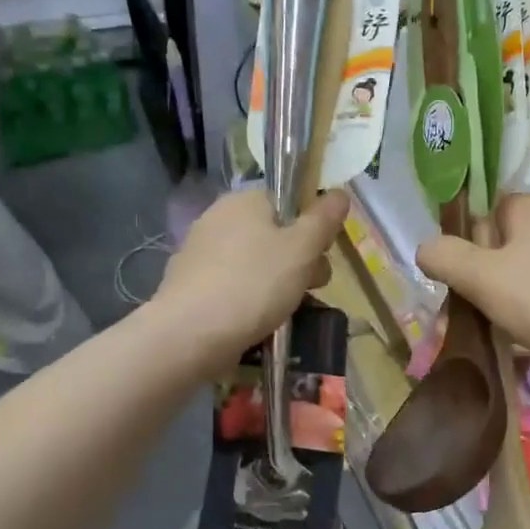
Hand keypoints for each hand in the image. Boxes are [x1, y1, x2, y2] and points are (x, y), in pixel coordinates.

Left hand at [154, 188, 347, 370]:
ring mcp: (200, 252)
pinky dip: (249, 300)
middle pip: (274, 234)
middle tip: (311, 288)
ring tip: (287, 312)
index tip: (322, 255)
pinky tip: (257, 322)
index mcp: (244, 200)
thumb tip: (339, 193)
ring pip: (255, 263)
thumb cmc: (254, 284)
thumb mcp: (302, 249)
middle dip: (299, 261)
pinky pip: (233, 285)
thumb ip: (323, 219)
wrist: (189, 335)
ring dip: (277, 283)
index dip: (312, 226)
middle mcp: (218, 218)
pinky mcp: (190, 285)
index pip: (289, 202)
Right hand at [417, 194, 529, 383]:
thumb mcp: (476, 276)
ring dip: (504, 290)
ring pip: (524, 266)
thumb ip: (443, 256)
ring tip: (492, 322)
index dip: (466, 238)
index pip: (486, 208)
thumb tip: (425, 250)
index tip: (458, 271)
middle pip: (504, 239)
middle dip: (482, 269)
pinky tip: (523, 329)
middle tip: (468, 302)